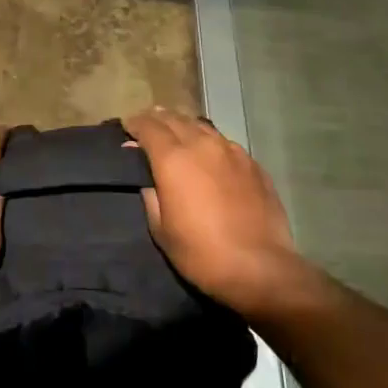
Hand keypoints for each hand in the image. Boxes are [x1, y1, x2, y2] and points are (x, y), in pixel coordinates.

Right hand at [126, 107, 308, 318]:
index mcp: (173, 158)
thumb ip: (150, 194)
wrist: (260, 268)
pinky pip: (224, 142)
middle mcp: (202, 145)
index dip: (135, 124)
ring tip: (177, 134)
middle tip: (148, 127)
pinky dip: (209, 142)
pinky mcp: (252, 163)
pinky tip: (209, 155)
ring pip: (201, 126)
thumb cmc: (201, 253)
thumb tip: (145, 174)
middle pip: (174, 119)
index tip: (127, 127)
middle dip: (157, 119)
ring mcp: (231, 151)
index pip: (148, 126)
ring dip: (184, 126)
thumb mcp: (161, 229)